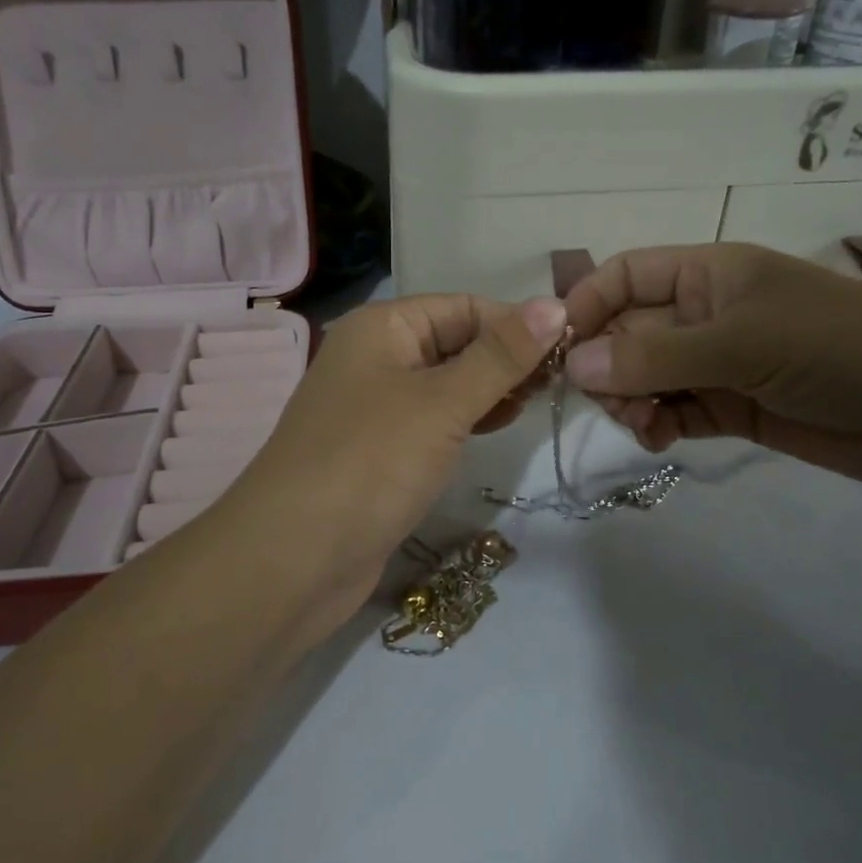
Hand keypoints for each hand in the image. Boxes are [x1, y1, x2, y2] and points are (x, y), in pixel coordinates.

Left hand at [224, 295, 567, 636]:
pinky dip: (466, 419)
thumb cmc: (371, 463)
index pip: (464, 307)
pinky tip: (496, 428)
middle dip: (506, 358)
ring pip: (446, 383)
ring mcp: (374, 406)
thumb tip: (555, 303)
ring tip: (536, 404)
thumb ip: (501, 355)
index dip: (516, 323)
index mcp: (383, 327)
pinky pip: (432, 420)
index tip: (570, 349)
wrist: (292, 560)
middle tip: (559, 383)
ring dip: (490, 389)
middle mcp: (375, 357)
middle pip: (455, 342)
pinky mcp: (379, 450)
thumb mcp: (443, 402)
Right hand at [561, 244, 861, 521]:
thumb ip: (656, 356)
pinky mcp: (731, 406)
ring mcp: (717, 363)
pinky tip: (658, 440)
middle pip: (627, 331)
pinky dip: (656, 424)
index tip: (558, 350)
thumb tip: (573, 365)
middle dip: (607, 365)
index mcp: (707, 273)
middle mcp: (704, 313)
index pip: (625, 276)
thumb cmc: (837, 348)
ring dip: (629, 399)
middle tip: (609, 402)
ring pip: (644, 376)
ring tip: (640, 424)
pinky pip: (673, 411)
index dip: (587, 305)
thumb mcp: (744, 343)